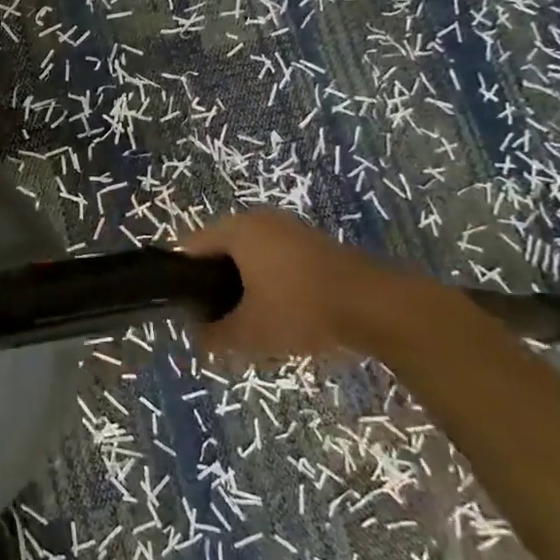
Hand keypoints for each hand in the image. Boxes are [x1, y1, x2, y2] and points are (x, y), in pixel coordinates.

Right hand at [182, 210, 460, 362]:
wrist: (377, 306)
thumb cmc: (300, 309)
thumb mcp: (250, 331)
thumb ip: (215, 336)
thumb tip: (196, 339)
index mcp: (236, 230)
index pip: (190, 249)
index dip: (183, 282)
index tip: (185, 313)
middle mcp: (259, 220)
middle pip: (221, 253)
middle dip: (216, 289)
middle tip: (217, 324)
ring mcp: (290, 230)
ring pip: (251, 259)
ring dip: (245, 289)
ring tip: (250, 325)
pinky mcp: (314, 245)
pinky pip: (277, 262)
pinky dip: (271, 286)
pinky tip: (282, 317)